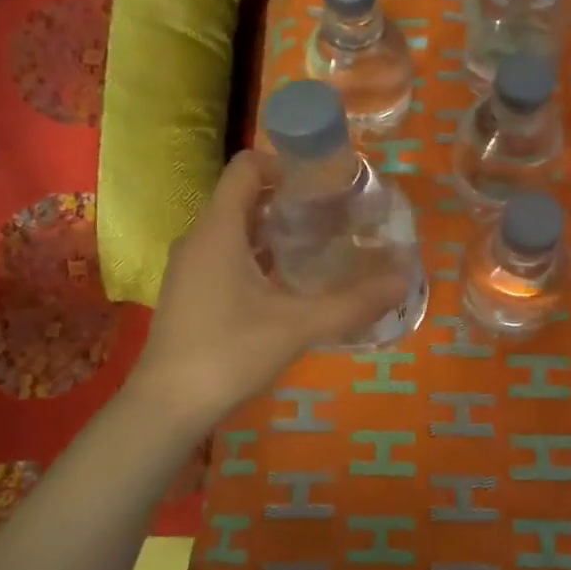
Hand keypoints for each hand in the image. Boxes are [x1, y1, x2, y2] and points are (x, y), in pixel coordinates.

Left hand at [133, 150, 405, 430]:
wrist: (167, 407)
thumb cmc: (229, 352)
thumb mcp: (298, 326)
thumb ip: (353, 302)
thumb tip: (403, 280)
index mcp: (219, 229)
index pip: (246, 166)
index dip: (284, 162)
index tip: (323, 182)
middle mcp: (200, 238)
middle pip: (245, 197)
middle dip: (289, 200)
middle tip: (334, 215)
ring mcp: (191, 267)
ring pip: (236, 230)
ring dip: (275, 231)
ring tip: (320, 246)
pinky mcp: (191, 292)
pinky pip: (227, 256)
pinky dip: (259, 257)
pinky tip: (289, 285)